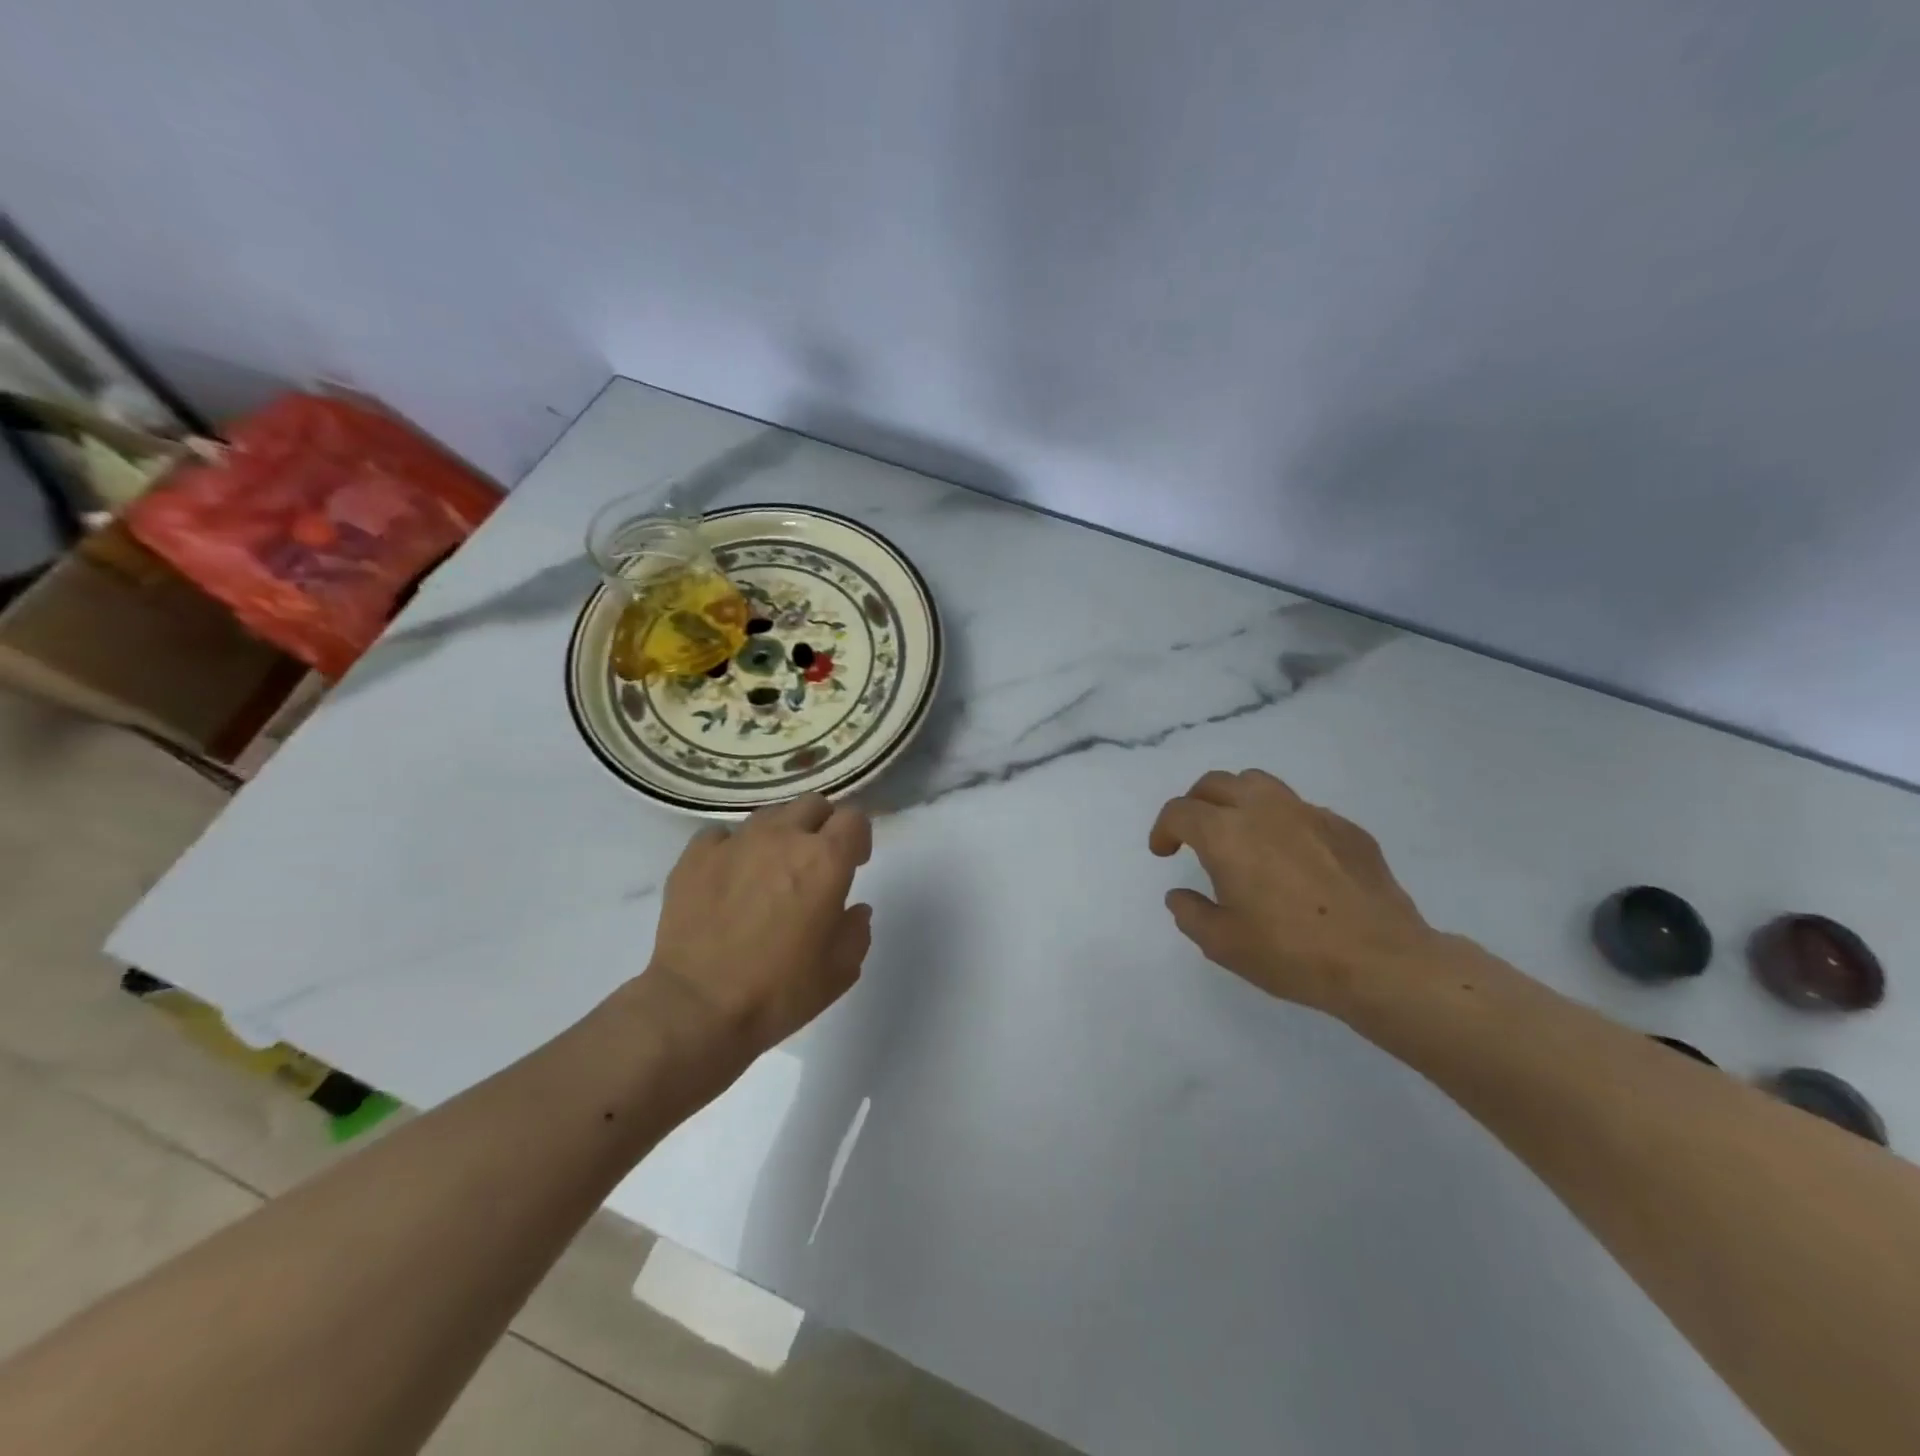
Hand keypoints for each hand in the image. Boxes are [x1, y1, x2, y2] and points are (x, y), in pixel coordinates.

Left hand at [647, 794, 873, 1056]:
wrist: (697, 1008)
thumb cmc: (778, 992)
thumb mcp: (840, 971)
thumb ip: (856, 930)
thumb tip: (853, 909)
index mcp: (825, 860)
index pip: (854, 818)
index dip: (858, 837)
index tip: (855, 863)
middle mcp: (782, 837)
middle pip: (812, 805)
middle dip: (822, 827)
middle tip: (815, 863)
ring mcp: (735, 842)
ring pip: (769, 815)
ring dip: (780, 835)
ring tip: (770, 871)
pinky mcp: (695, 856)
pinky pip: (722, 835)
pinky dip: (732, 849)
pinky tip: (729, 878)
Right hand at [1149, 769, 1438, 1017]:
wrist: (1382, 962)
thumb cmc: (1291, 953)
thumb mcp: (1222, 944)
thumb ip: (1190, 913)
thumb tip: (1180, 895)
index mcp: (1225, 834)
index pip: (1180, 811)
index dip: (1163, 829)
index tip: (1164, 852)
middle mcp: (1264, 810)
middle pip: (1216, 783)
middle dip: (1195, 804)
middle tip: (1194, 834)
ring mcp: (1309, 813)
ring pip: (1259, 784)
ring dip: (1237, 800)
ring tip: (1240, 833)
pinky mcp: (1345, 827)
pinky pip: (1300, 810)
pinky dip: (1281, 822)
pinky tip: (1292, 859)